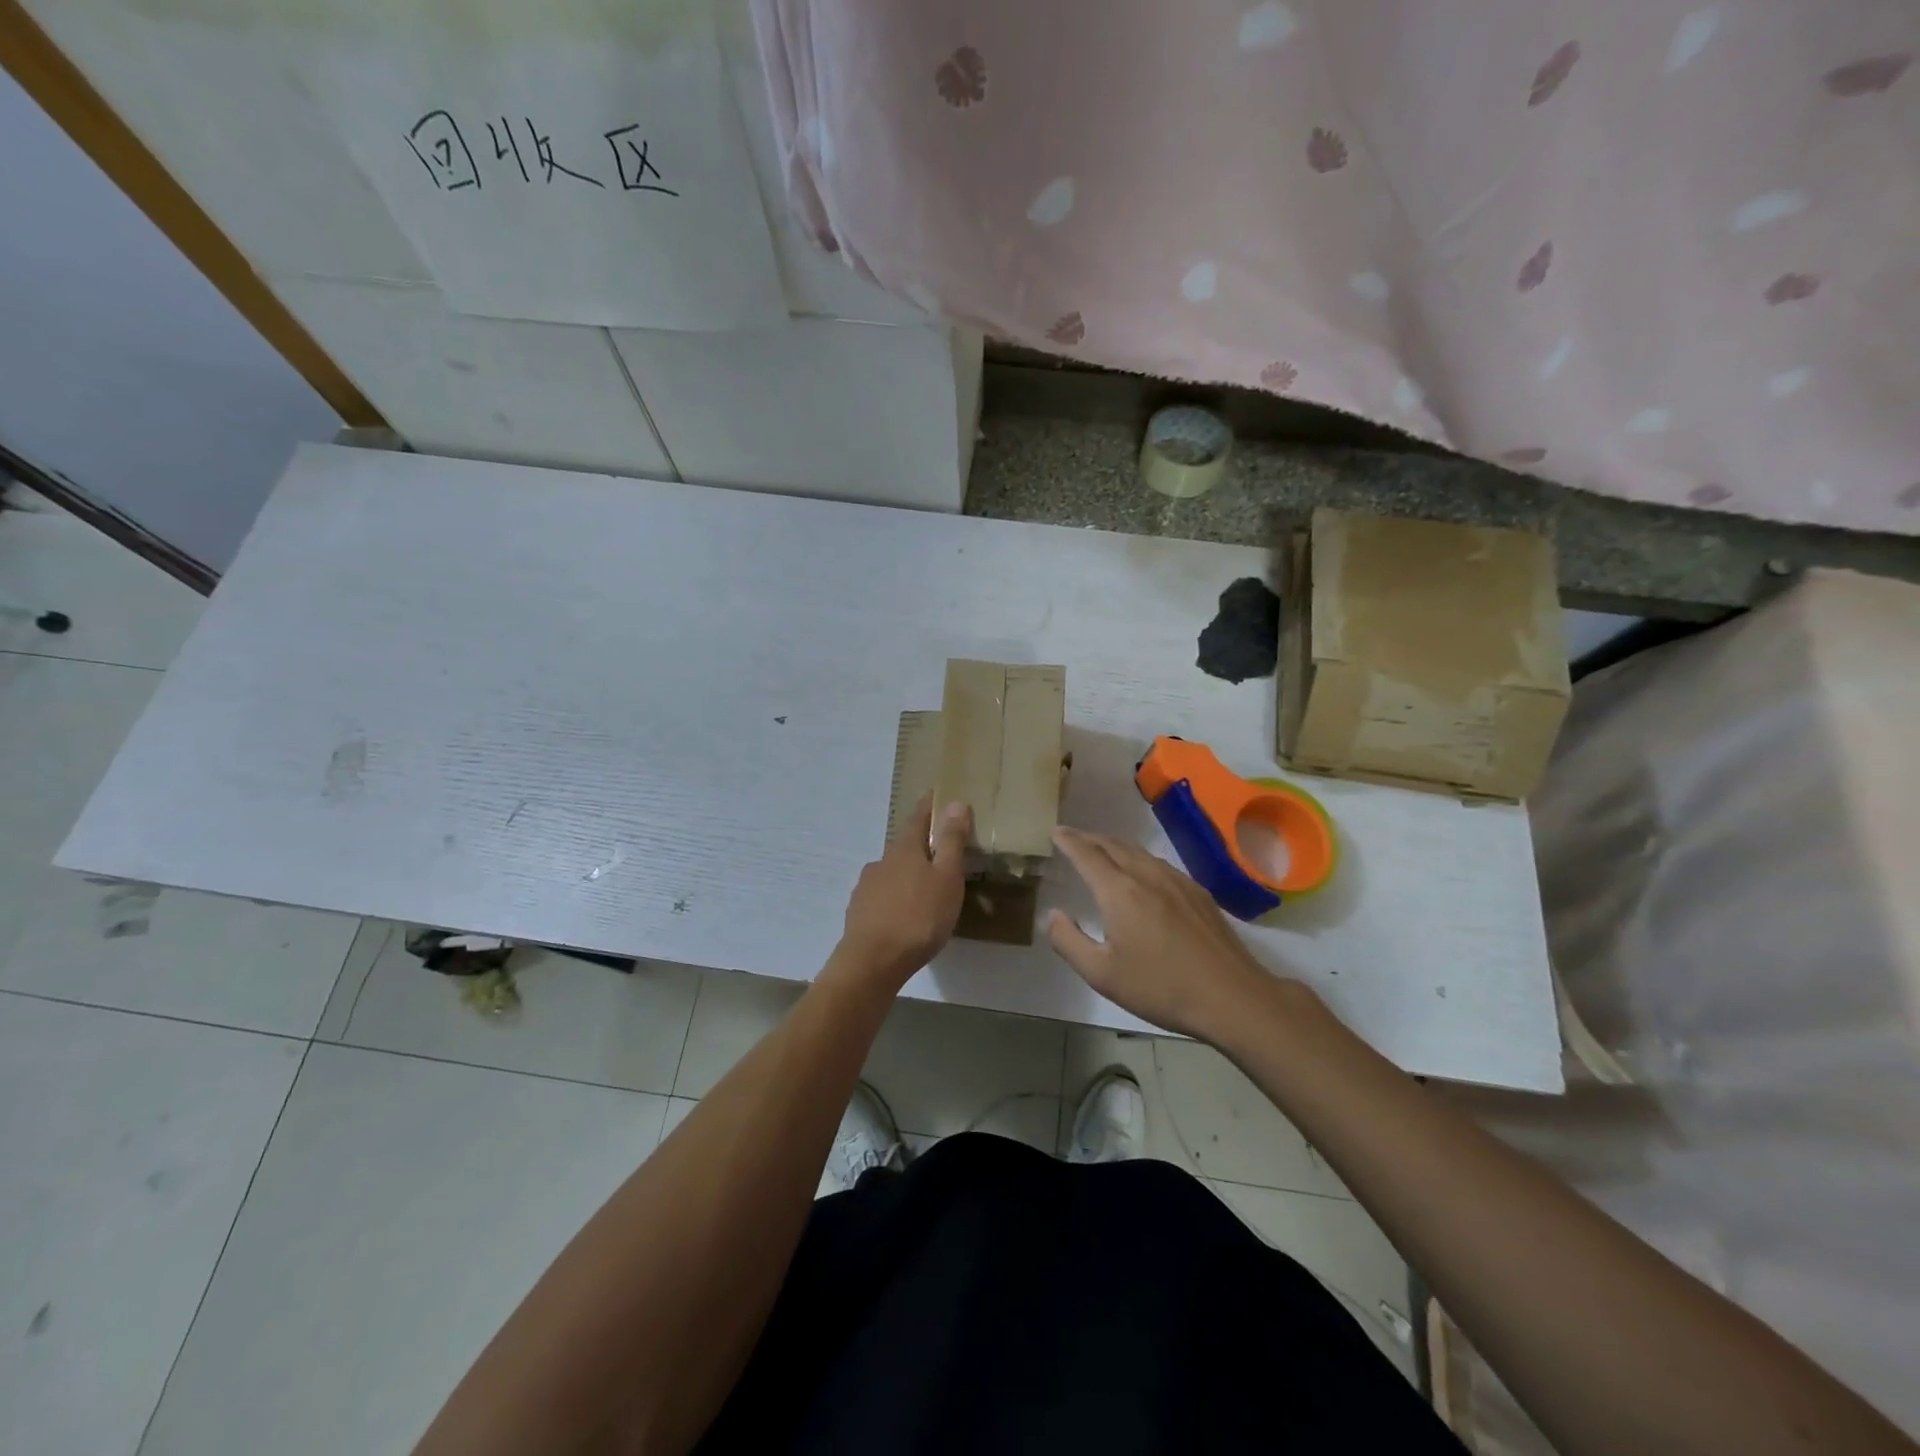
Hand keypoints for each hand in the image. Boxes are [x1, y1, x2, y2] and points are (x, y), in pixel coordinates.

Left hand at [832, 795, 971, 990]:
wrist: (872, 962)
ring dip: (907, 875)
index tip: (935, 796)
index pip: (918, 819)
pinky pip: (882, 897)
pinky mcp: (859, 913)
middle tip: (940, 852)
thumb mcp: (947, 878)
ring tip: (924, 889)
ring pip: (891, 873)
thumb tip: (955, 802)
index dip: (929, 808)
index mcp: (905, 850)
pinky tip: (904, 914)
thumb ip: (951, 841)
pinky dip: (895, 898)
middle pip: (904, 847)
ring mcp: (866, 888)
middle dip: (920, 846)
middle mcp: (881, 862)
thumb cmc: (918, 917)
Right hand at [1047, 826, 1309, 1039]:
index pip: (1087, 854)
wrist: (1232, 996)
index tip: (1055, 831)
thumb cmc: (1161, 987)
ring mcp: (1176, 880)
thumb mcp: (1102, 974)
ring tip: (1102, 850)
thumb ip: (1069, 942)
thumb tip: (1054, 915)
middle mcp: (1146, 875)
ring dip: (1114, 845)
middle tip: (1072, 837)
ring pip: (1138, 851)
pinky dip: (1138, 857)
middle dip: (1089, 838)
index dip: (1068, 841)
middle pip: (1112, 845)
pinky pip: (1159, 862)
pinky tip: (1142, 872)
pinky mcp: (1197, 892)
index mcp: (1119, 891)